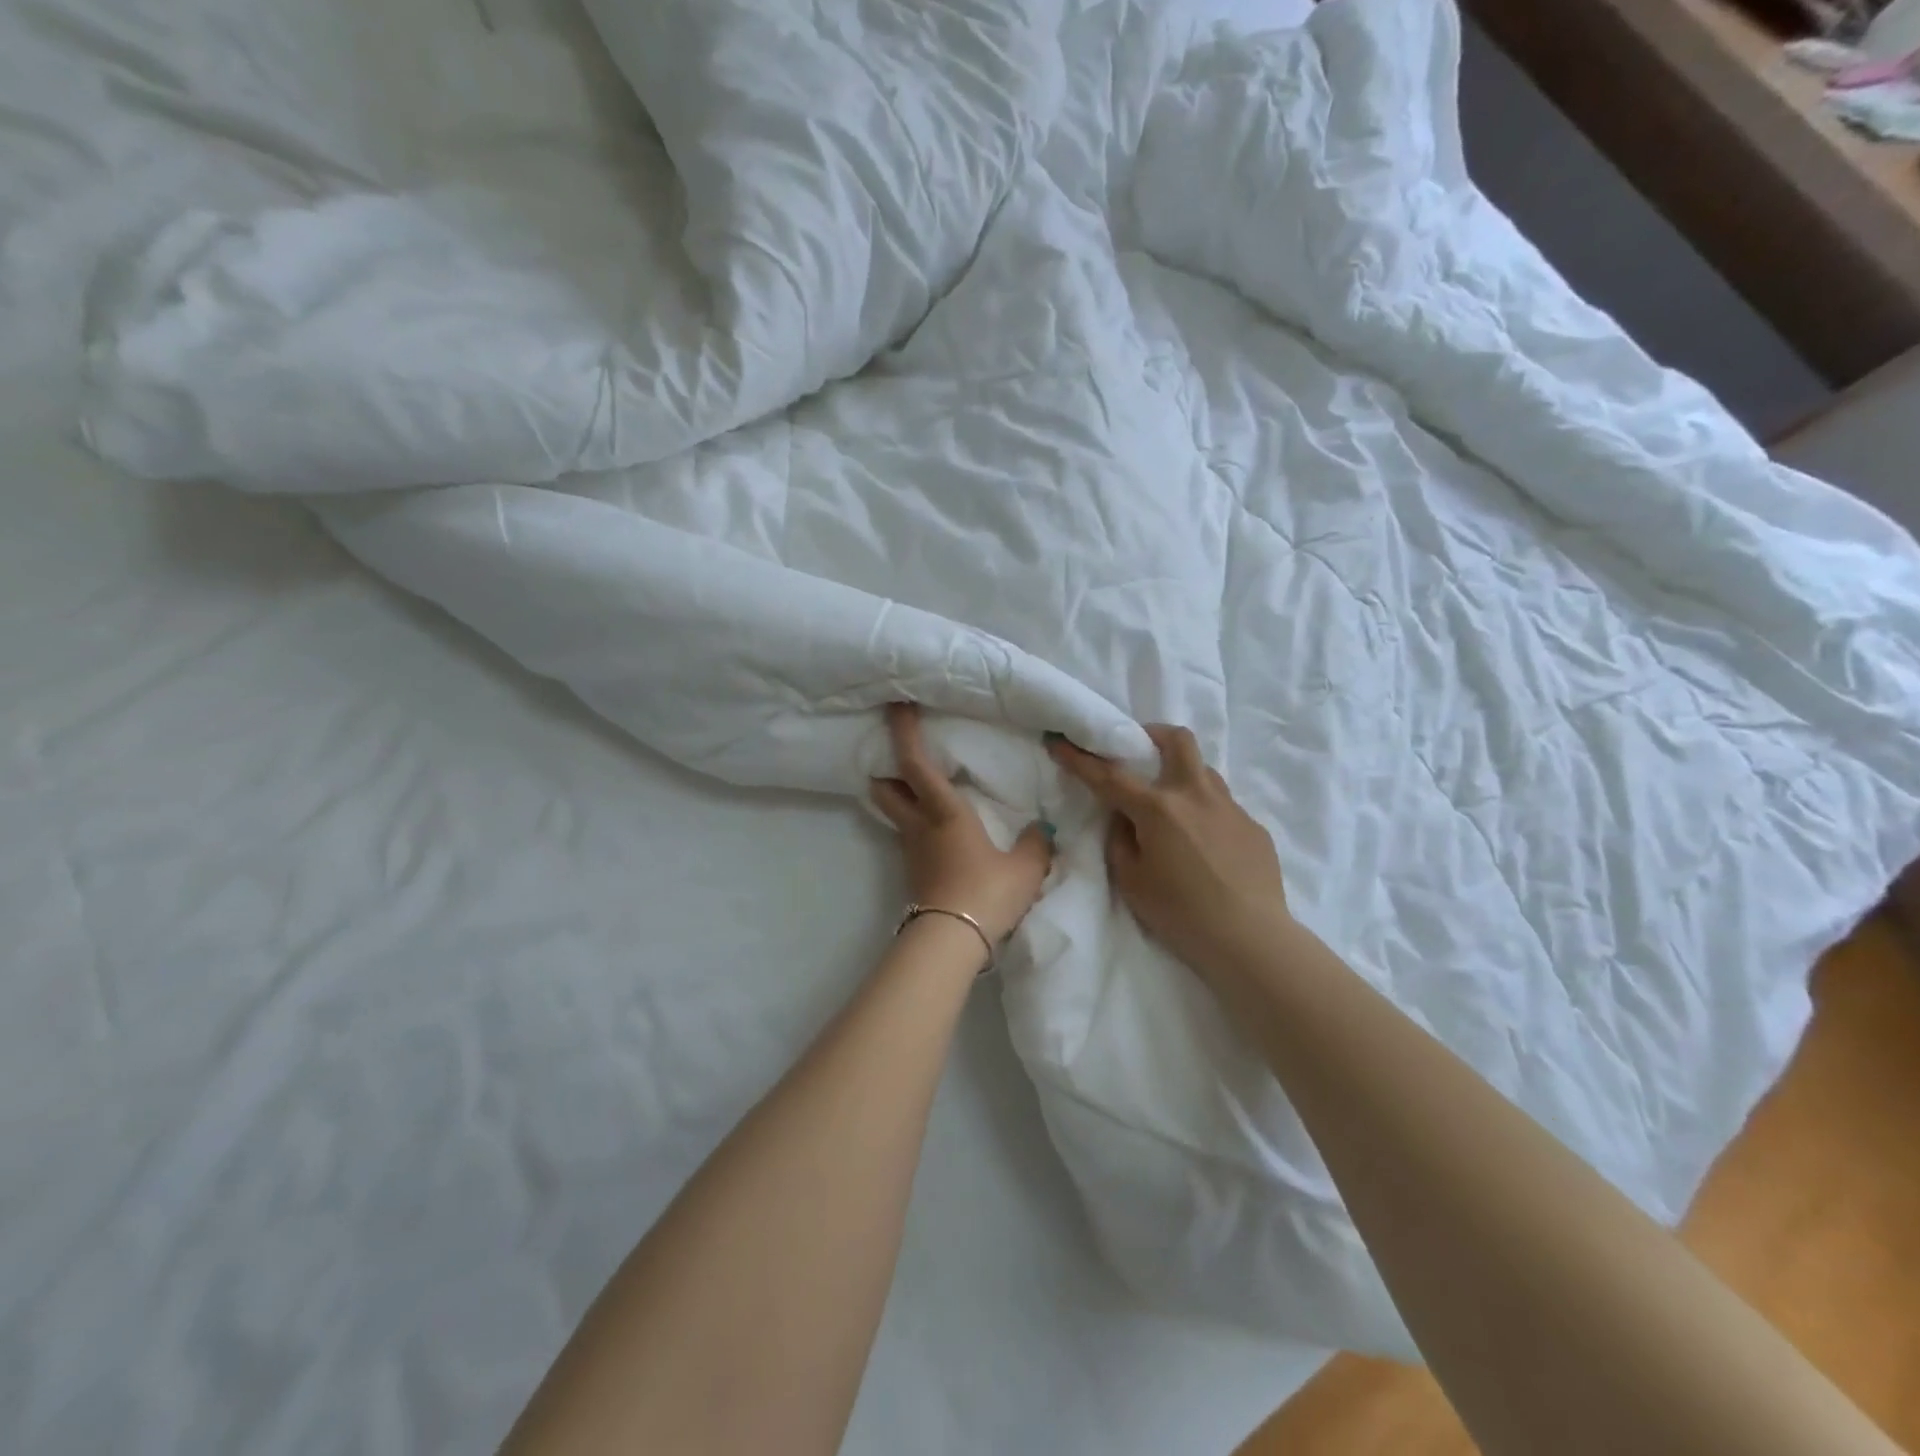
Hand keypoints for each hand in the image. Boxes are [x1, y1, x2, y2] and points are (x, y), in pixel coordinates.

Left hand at [871, 704, 1054, 943]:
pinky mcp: (913, 872)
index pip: (914, 764)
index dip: (903, 732)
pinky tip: (939, 829)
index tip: (897, 706)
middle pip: (885, 788)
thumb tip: (1040, 831)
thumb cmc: (987, 893)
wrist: (952, 942)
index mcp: (944, 812)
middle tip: (901, 753)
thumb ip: (1035, 844)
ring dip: (901, 795)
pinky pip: (909, 835)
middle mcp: (919, 825)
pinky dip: (916, 822)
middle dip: (885, 766)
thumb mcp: (1025, 868)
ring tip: (924, 788)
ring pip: (895, 812)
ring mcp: (911, 850)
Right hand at [1047, 724, 1289, 979]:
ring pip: (1204, 770)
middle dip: (1153, 735)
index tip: (1060, 742)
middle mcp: (1195, 795)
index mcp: (1158, 809)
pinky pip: (1223, 807)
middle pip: (1177, 740)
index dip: (1080, 758)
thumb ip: (1120, 840)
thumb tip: (1125, 819)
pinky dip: (1205, 813)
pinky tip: (1205, 846)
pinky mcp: (1253, 827)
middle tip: (1140, 751)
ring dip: (1182, 774)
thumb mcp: (1131, 881)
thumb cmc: (1180, 913)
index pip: (1109, 775)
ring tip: (1172, 805)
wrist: (1249, 939)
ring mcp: (1230, 808)